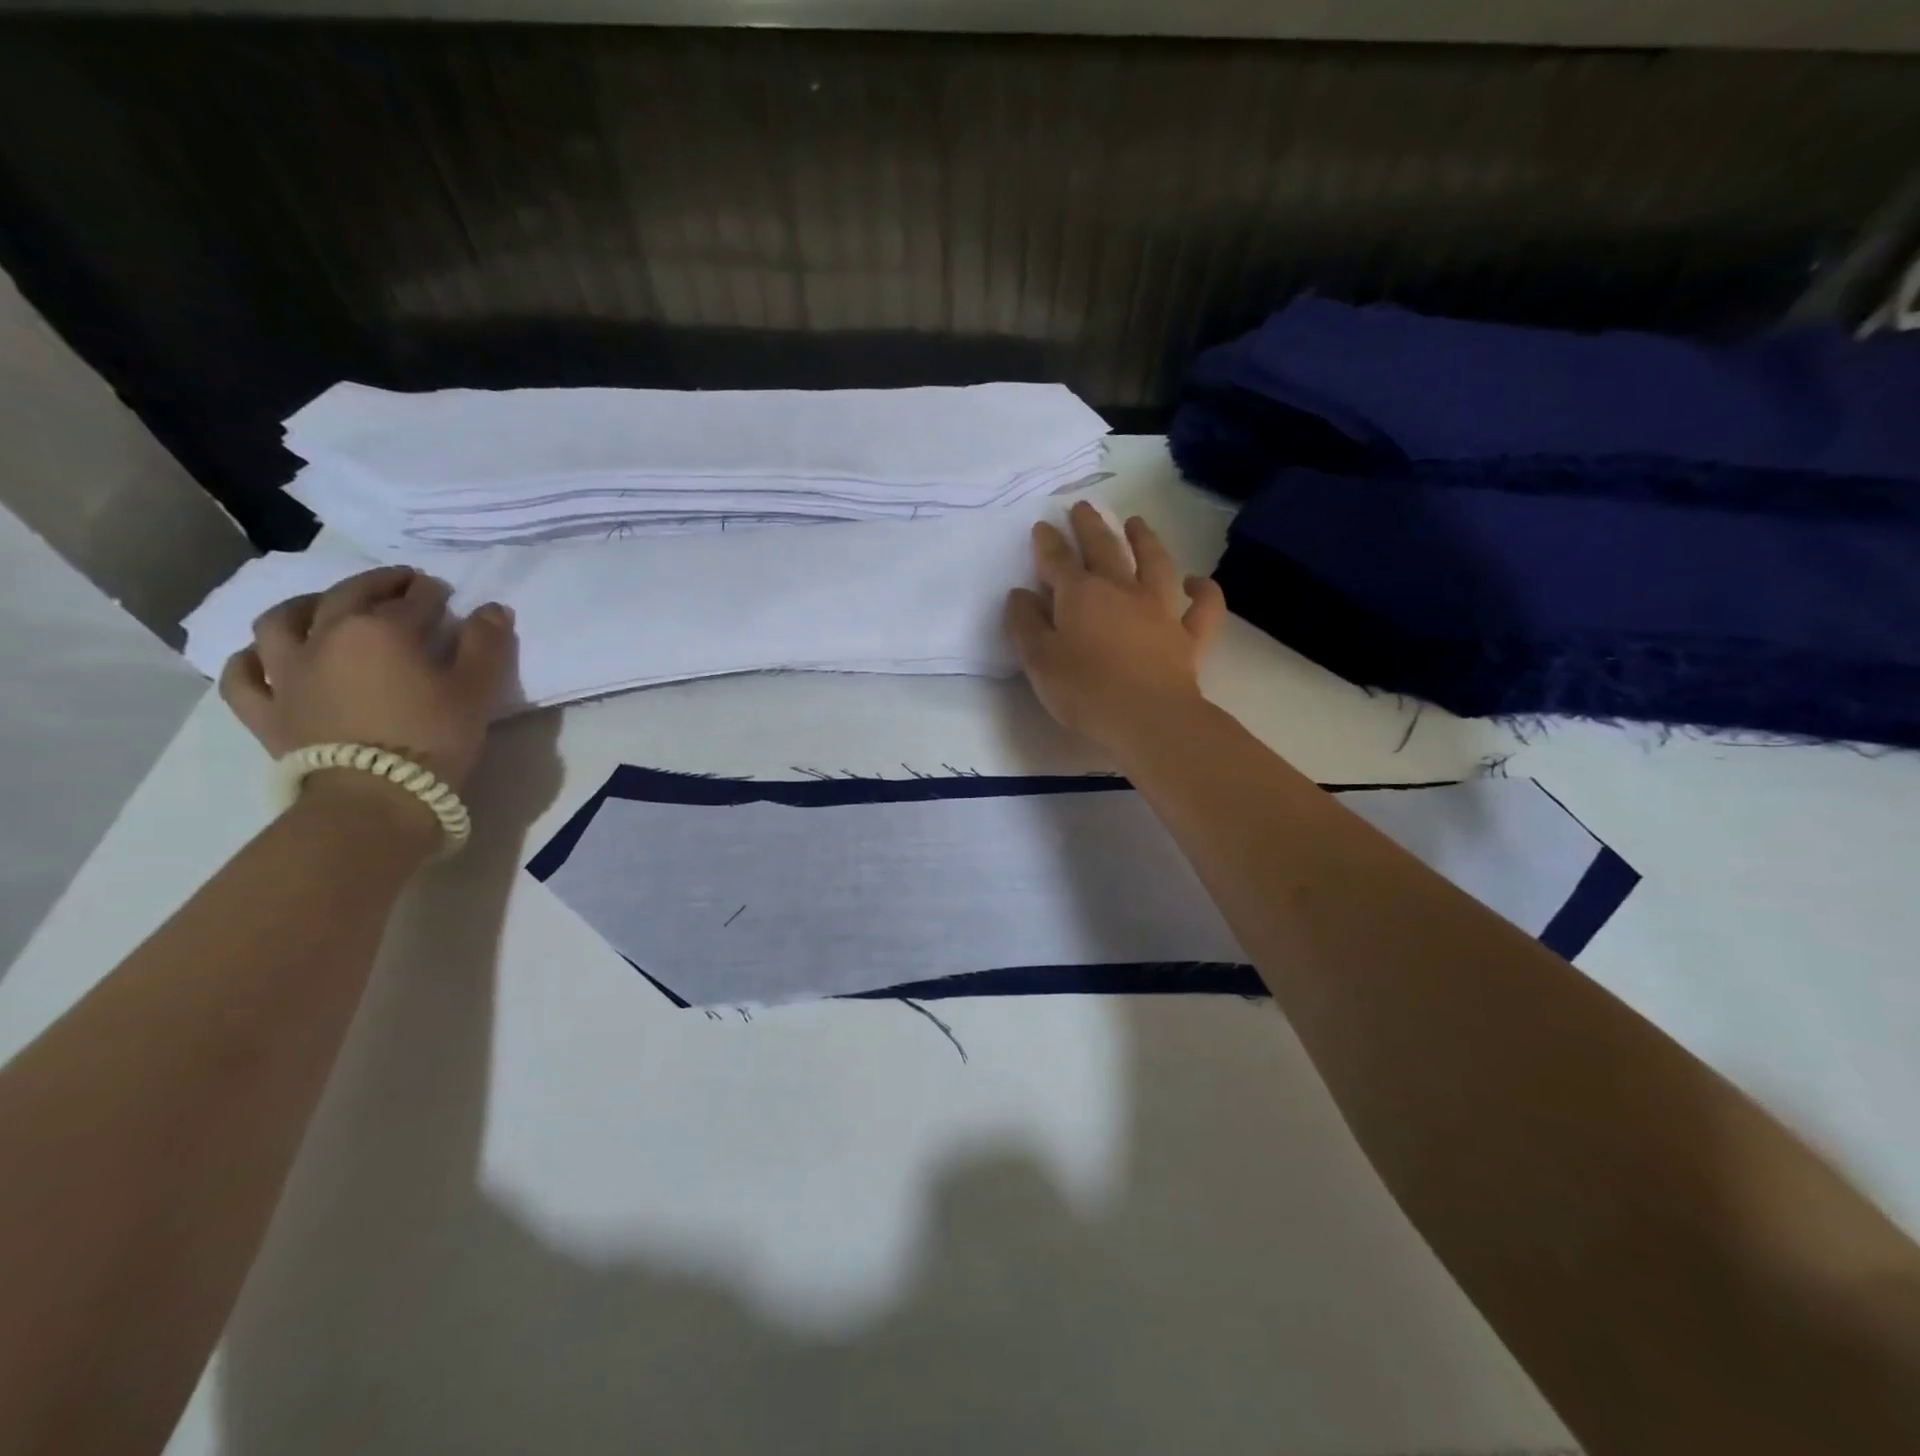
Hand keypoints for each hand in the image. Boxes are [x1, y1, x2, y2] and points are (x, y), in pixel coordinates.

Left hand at [219, 567, 516, 792]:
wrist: (374, 797)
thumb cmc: (433, 738)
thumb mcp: (477, 689)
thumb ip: (487, 644)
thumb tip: (493, 608)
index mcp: (381, 629)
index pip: (413, 600)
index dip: (433, 594)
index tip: (445, 594)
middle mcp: (326, 637)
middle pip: (349, 596)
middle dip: (378, 584)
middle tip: (399, 585)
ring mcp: (287, 672)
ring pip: (281, 621)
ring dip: (305, 605)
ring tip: (324, 607)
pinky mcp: (265, 709)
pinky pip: (243, 676)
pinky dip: (251, 660)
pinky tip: (264, 657)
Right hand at [1005, 501, 1226, 755]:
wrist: (1149, 719)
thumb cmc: (1085, 692)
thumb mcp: (1039, 661)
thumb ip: (1026, 625)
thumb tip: (1021, 594)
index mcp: (1081, 595)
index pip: (1058, 560)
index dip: (1048, 542)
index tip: (1042, 526)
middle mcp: (1122, 590)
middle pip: (1105, 548)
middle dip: (1090, 526)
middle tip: (1083, 507)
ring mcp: (1161, 610)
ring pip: (1156, 563)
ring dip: (1146, 539)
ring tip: (1137, 522)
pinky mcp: (1189, 636)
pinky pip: (1203, 607)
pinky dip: (1203, 590)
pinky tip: (1196, 582)